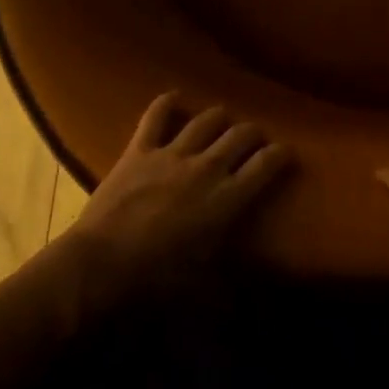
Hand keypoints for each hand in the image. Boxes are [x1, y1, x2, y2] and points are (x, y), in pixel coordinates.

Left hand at [65, 93, 291, 291]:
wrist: (101, 265)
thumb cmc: (156, 281)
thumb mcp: (203, 283)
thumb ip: (228, 276)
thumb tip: (243, 291)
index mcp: (226, 199)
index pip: (265, 166)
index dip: (281, 154)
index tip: (287, 151)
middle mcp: (206, 167)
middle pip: (240, 136)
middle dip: (253, 133)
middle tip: (255, 138)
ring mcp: (172, 154)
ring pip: (205, 121)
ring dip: (219, 117)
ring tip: (223, 119)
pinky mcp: (140, 149)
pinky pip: (156, 116)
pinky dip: (166, 103)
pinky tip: (175, 97)